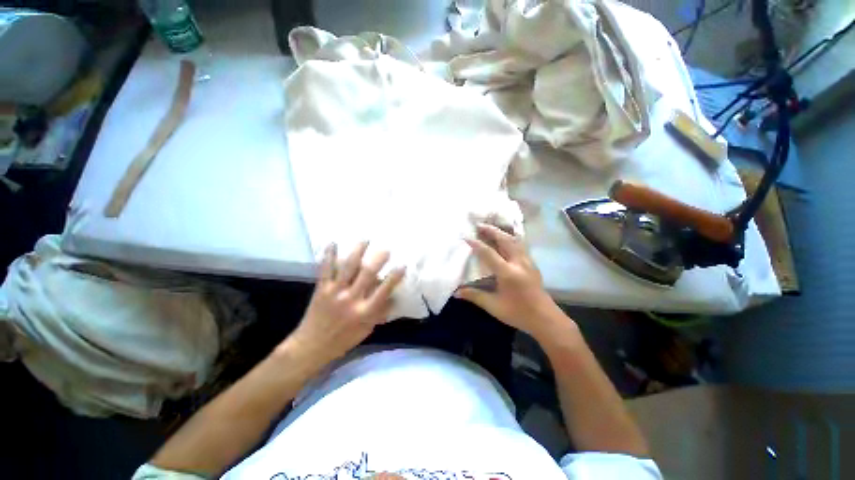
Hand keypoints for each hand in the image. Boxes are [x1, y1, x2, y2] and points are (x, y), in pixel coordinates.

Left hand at [283, 242, 404, 365]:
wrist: (312, 346)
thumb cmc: (343, 339)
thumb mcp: (367, 329)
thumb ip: (380, 312)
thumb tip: (393, 297)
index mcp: (364, 312)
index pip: (383, 291)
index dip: (394, 277)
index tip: (402, 265)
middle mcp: (351, 299)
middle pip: (367, 274)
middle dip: (378, 259)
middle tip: (386, 249)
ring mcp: (335, 292)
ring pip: (348, 267)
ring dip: (358, 251)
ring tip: (366, 240)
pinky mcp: (321, 288)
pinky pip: (325, 269)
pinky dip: (329, 255)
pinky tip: (332, 243)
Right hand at [456, 224, 566, 339]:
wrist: (546, 319)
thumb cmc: (518, 313)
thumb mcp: (494, 306)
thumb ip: (475, 296)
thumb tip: (456, 292)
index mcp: (508, 273)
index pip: (489, 253)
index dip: (477, 244)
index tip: (466, 237)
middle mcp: (519, 263)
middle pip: (505, 240)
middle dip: (491, 230)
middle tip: (479, 225)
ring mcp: (528, 262)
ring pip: (515, 240)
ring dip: (501, 232)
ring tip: (490, 229)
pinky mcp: (532, 264)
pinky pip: (520, 245)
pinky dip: (510, 238)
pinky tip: (505, 239)